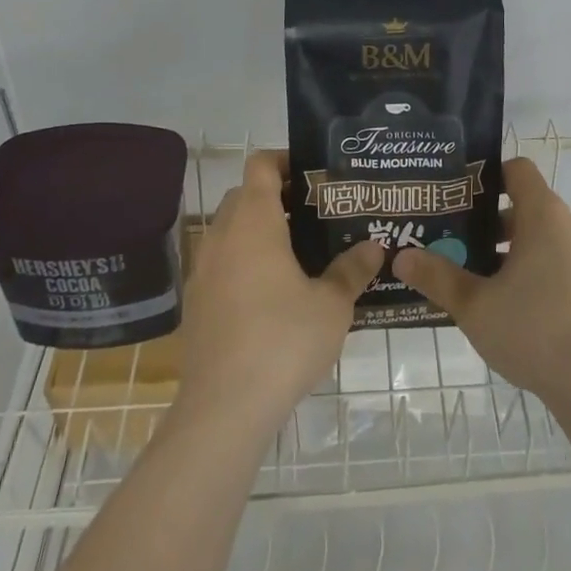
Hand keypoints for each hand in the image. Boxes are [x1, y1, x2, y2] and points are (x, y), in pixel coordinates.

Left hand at [176, 150, 382, 436]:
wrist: (223, 410)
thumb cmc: (283, 341)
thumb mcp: (332, 305)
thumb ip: (353, 270)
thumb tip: (375, 247)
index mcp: (254, 221)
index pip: (260, 164)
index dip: (284, 160)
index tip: (312, 175)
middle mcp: (222, 235)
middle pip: (244, 195)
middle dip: (275, 196)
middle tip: (312, 214)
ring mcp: (203, 269)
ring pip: (230, 230)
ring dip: (257, 231)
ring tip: (295, 253)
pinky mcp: (195, 303)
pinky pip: (220, 263)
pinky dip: (242, 262)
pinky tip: (269, 295)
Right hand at [395, 157, 570, 412]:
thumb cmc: (533, 332)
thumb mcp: (474, 306)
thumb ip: (437, 277)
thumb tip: (400, 257)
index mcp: (544, 214)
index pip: (518, 170)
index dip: (489, 177)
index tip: (462, 200)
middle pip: (529, 207)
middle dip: (494, 224)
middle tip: (461, 247)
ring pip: (548, 238)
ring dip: (518, 251)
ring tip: (487, 282)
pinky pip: (566, 262)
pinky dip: (543, 271)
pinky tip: (521, 309)